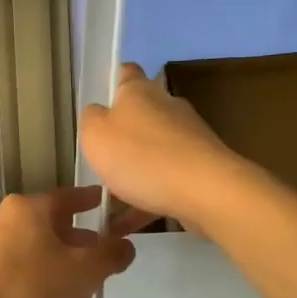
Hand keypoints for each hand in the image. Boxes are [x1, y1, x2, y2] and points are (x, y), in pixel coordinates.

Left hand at [0, 187, 137, 297]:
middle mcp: (3, 224)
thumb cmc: (34, 290)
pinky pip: (25, 284)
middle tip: (107, 258)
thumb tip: (126, 245)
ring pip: (39, 259)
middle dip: (81, 245)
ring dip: (66, 274)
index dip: (91, 201)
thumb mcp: (85, 272)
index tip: (108, 204)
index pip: (67, 197)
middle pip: (52, 229)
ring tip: (94, 292)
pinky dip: (49, 296)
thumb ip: (111, 255)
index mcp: (26, 210)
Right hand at [78, 64, 246, 229]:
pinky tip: (128, 225)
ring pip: (153, 152)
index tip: (100, 101)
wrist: (205, 191)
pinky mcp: (200, 168)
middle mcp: (167, 108)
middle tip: (100, 159)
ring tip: (109, 202)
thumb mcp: (96, 135)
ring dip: (133, 172)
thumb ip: (91, 119)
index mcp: (140, 92)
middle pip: (141, 114)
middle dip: (123, 135)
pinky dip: (146, 199)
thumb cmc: (141, 156)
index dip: (112, 82)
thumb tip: (98, 113)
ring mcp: (188, 138)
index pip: (126, 73)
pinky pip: (165, 180)